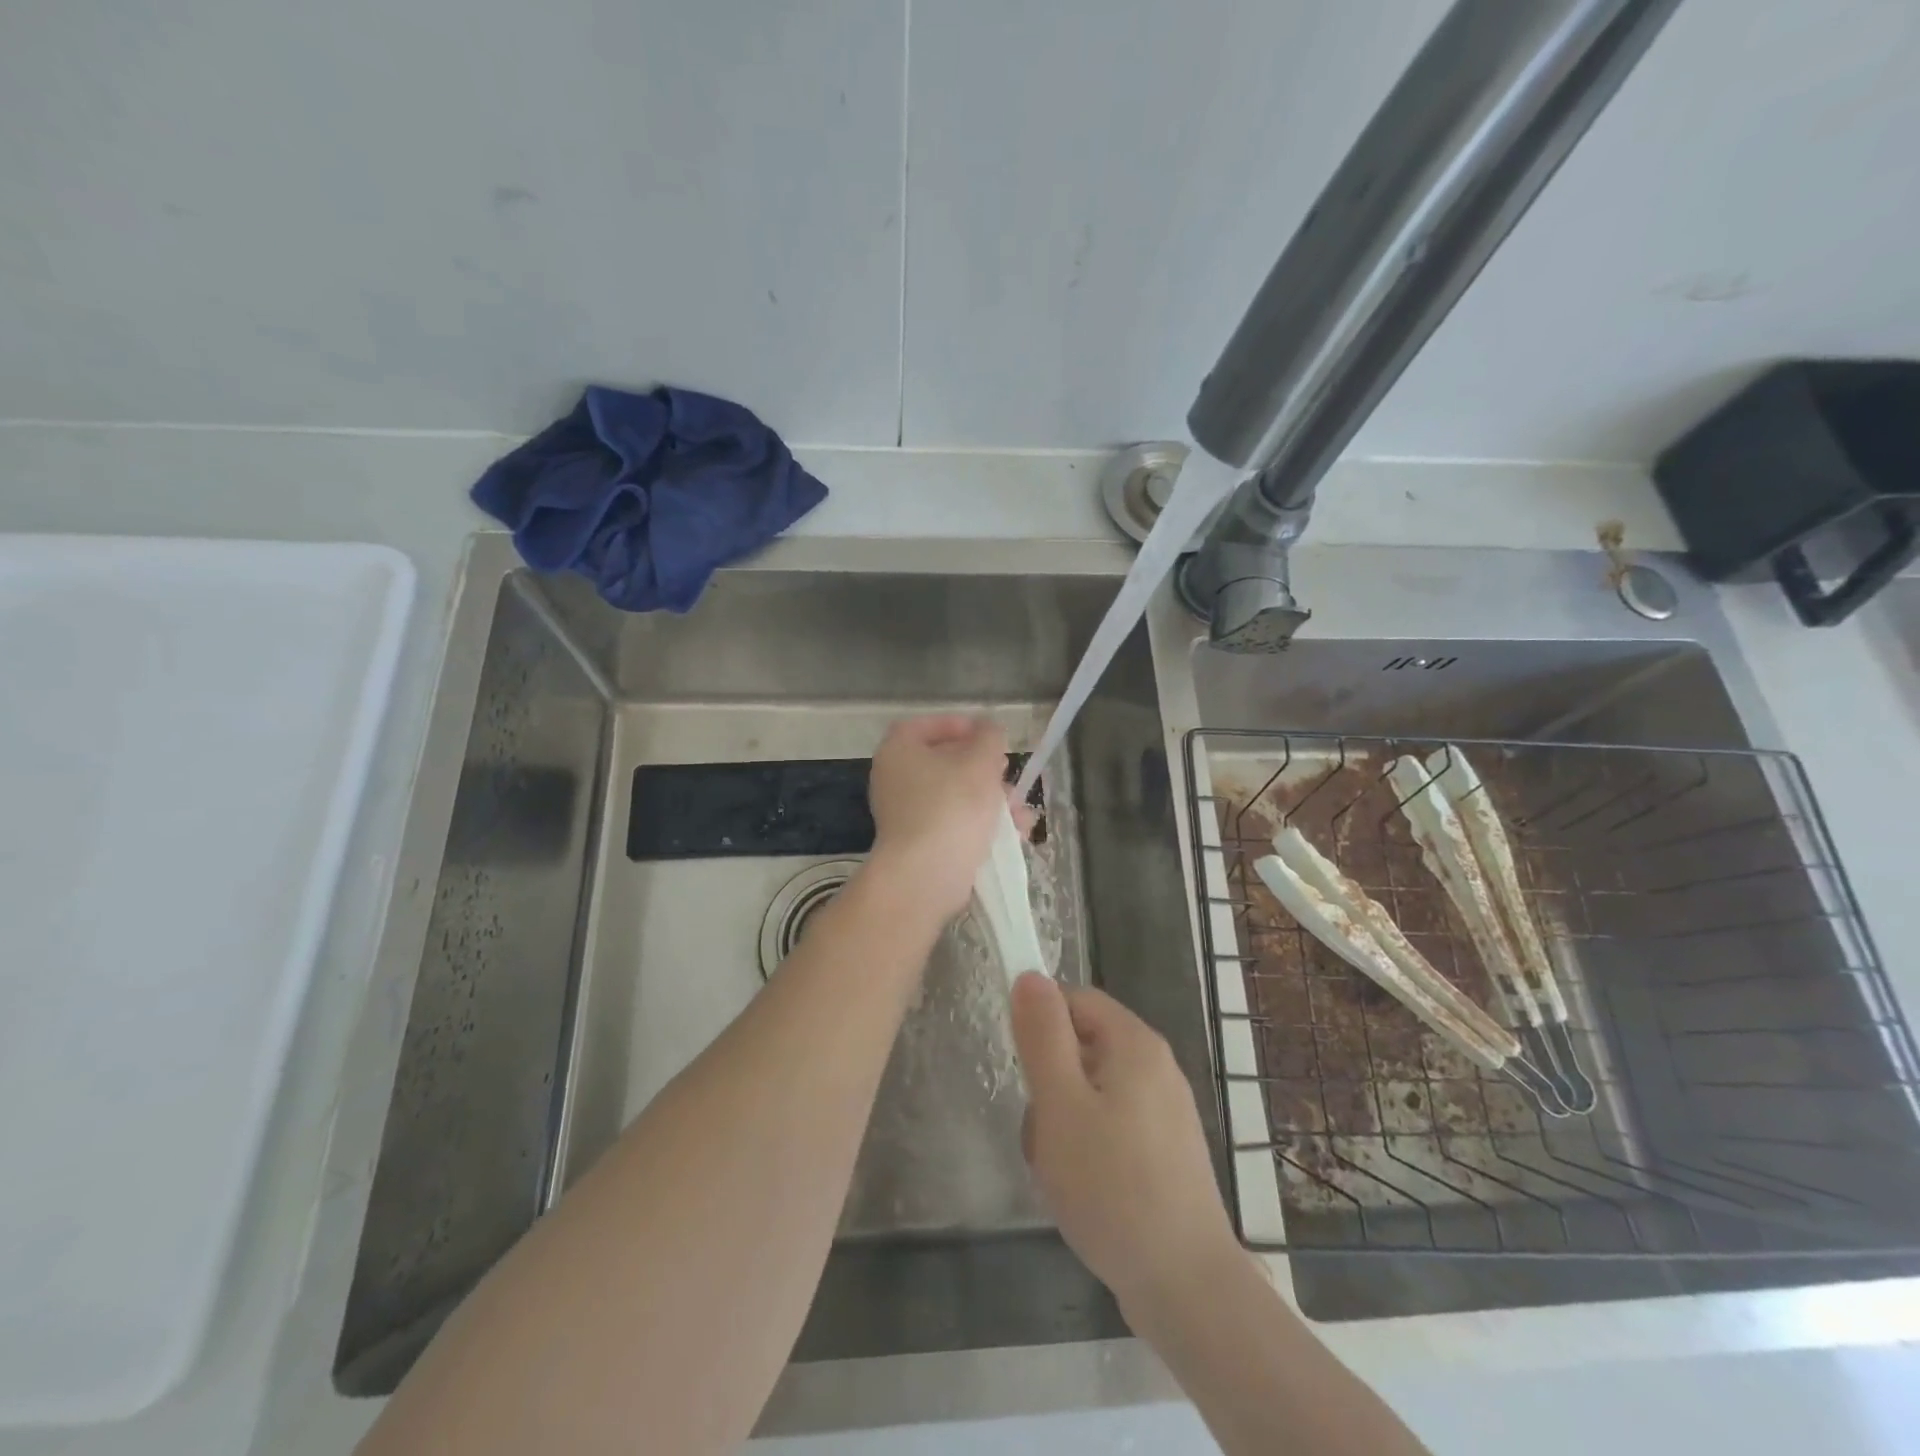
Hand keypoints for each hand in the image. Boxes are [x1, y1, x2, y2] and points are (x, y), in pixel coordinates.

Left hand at [865, 715, 1030, 924]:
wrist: (927, 875)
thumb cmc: (951, 806)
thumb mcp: (980, 761)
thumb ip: (989, 737)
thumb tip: (988, 731)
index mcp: (898, 752)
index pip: (923, 726)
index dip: (956, 725)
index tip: (985, 734)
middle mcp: (896, 781)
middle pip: (943, 763)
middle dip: (983, 768)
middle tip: (1006, 772)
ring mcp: (907, 816)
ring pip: (955, 797)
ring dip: (991, 800)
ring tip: (1020, 811)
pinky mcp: (921, 845)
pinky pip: (954, 825)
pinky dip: (982, 825)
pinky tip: (1015, 833)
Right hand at [1010, 973, 1240, 1313]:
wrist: (1185, 1286)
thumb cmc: (1112, 1186)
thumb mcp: (1061, 1105)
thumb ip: (1043, 1036)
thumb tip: (1030, 975)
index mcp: (1135, 1043)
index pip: (1075, 1000)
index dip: (1041, 1024)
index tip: (1023, 1070)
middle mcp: (1157, 1066)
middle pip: (1083, 1047)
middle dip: (1050, 1083)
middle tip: (1042, 1133)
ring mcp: (1166, 1111)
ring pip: (1093, 1091)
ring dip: (1064, 1122)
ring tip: (1060, 1171)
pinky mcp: (1166, 1151)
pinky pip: (1112, 1126)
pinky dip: (1089, 1148)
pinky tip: (1083, 1191)